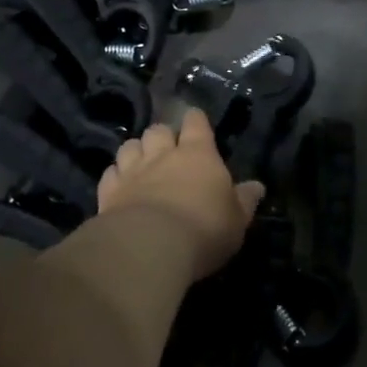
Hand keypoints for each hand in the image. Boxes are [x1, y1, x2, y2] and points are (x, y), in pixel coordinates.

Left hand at [97, 108, 264, 279]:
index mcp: (198, 154)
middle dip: (162, 135)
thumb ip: (245, 200)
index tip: (196, 121)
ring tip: (141, 163)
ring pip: (130, 145)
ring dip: (136, 151)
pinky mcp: (109, 190)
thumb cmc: (204, 229)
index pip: (196, 123)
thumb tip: (257, 186)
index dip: (196, 120)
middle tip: (168, 150)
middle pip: (158, 129)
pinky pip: (110, 172)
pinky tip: (120, 185)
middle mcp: (163, 154)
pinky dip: (116, 175)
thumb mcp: (236, 220)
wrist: (150, 246)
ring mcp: (132, 170)